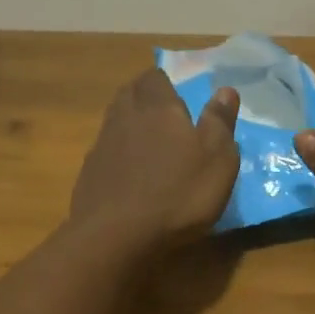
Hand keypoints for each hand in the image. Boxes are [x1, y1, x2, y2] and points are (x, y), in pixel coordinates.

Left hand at [71, 69, 240, 249]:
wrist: (116, 235)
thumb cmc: (178, 194)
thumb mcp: (217, 160)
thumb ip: (220, 122)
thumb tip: (225, 90)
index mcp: (158, 107)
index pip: (155, 78)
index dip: (166, 84)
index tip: (179, 97)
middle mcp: (125, 117)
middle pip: (130, 94)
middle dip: (145, 98)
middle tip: (163, 115)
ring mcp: (102, 146)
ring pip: (114, 121)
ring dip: (129, 126)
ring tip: (147, 144)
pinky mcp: (88, 174)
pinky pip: (105, 153)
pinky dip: (117, 156)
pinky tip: (128, 175)